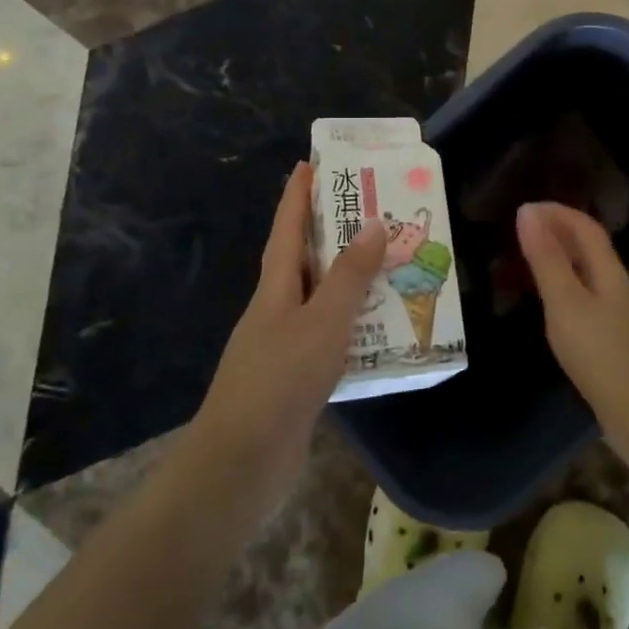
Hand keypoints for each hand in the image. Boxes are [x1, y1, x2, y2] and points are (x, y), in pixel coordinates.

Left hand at [191, 163, 385, 515]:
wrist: (240, 465)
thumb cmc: (280, 380)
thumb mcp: (322, 321)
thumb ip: (350, 276)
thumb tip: (373, 225)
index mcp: (275, 287)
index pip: (287, 228)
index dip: (297, 195)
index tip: (309, 163)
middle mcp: (276, 308)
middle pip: (304, 259)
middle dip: (330, 232)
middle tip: (370, 209)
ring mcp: (283, 345)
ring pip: (320, 298)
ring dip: (348, 280)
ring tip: (388, 263)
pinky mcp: (295, 378)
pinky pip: (329, 336)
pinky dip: (352, 324)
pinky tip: (379, 329)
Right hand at [515, 201, 628, 469]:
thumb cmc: (601, 355)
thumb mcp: (566, 303)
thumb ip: (546, 259)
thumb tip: (528, 212)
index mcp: (611, 271)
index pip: (586, 227)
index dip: (557, 212)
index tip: (524, 208)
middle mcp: (620, 285)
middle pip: (590, 248)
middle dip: (558, 232)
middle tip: (520, 231)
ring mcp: (621, 314)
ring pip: (589, 273)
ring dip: (561, 259)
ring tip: (528, 262)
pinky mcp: (617, 339)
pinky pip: (587, 297)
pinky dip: (565, 286)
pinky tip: (551, 304)